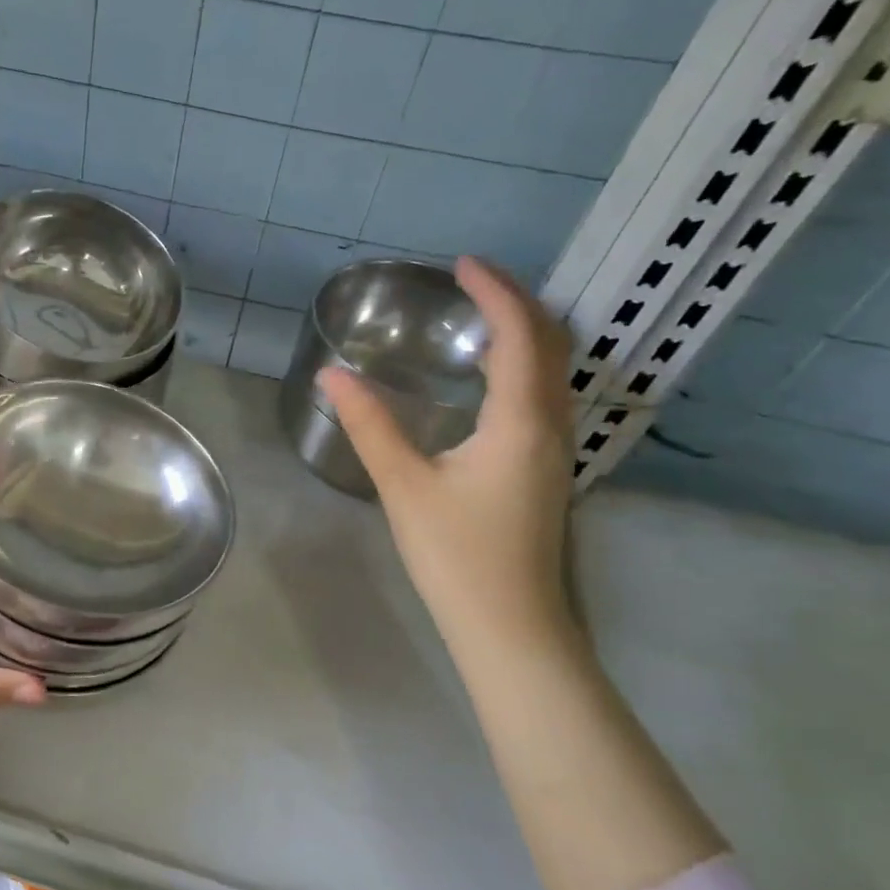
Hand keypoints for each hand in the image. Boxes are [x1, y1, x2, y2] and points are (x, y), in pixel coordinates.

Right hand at [318, 257, 576, 656]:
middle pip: (551, 343)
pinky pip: (545, 396)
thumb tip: (332, 375)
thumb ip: (370, 426)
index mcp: (521, 421)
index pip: (519, 334)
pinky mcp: (546, 471)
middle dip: (516, 302)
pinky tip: (487, 380)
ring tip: (478, 318)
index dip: (494, 292)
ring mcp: (556, 450)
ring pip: (554, 371)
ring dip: (524, 333)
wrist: (509, 625)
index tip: (460, 264)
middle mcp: (551, 425)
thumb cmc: (456, 554)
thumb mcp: (404, 485)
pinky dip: (523, 366)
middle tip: (471, 282)